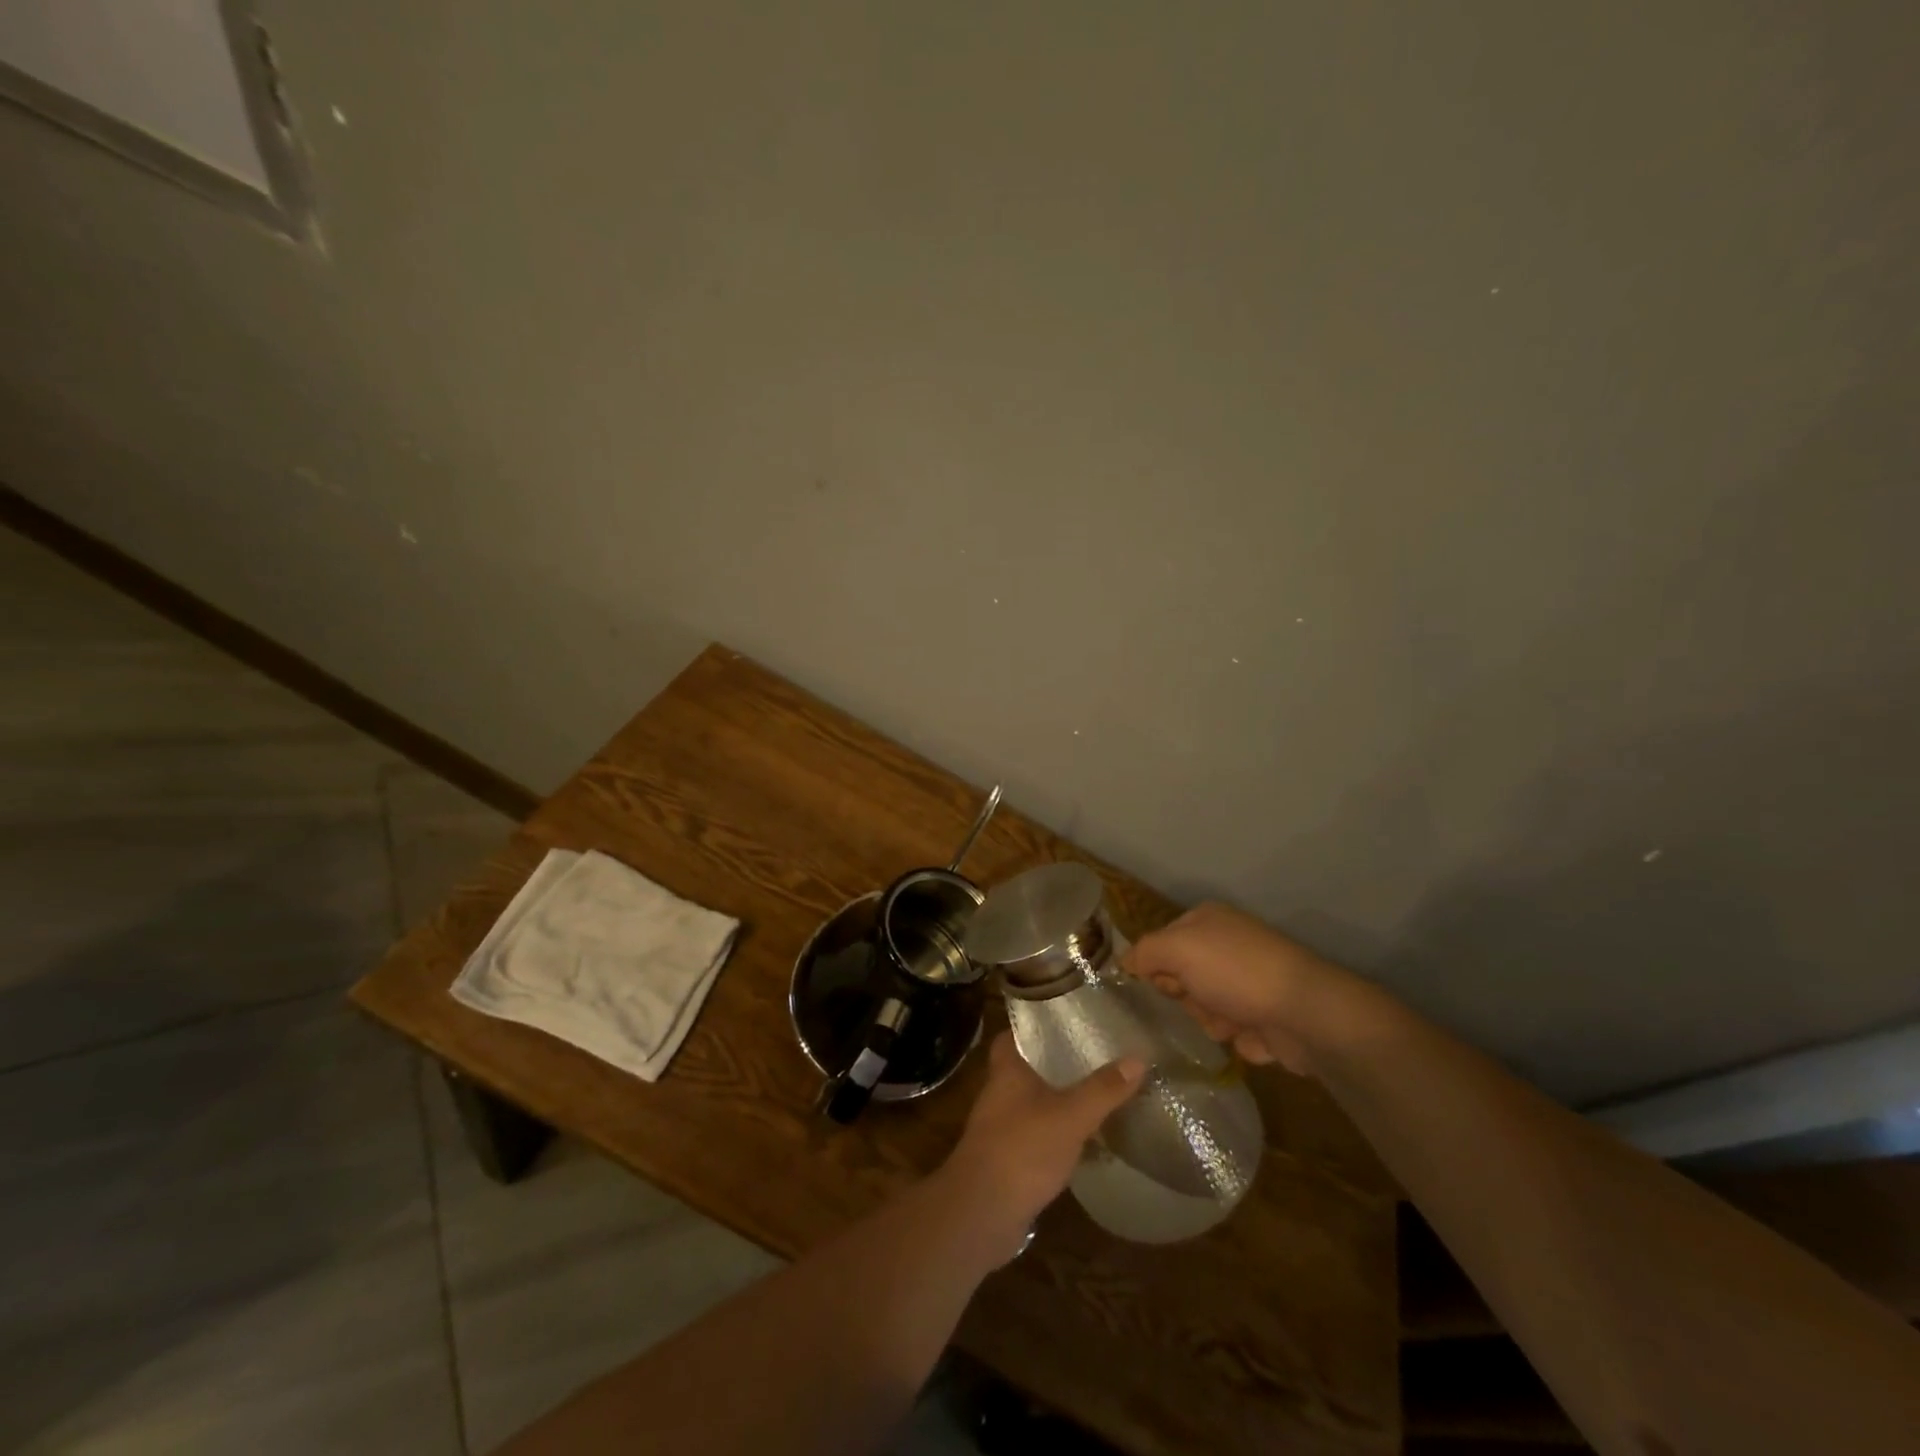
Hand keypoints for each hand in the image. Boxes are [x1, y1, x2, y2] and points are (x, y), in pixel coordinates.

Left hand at [940, 1033, 1144, 1257]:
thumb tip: (1138, 1057)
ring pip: (1031, 1103)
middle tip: (1090, 1056)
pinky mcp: (1007, 1160)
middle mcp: (998, 1094)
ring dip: (1056, 1100)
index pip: (1011, 1035)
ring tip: (1093, 1094)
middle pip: (1025, 1068)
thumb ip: (1102, 1089)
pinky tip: (1082, 1141)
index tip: (1062, 1019)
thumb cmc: (1022, 1149)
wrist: (982, 1213)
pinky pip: (1034, 1136)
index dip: (1032, 1025)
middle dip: (1053, 1063)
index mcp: (1006, 1071)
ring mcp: (1000, 1128)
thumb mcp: (1070, 1116)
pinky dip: (1054, 1134)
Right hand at [1124, 902, 1350, 1076]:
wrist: (1305, 1013)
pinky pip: (1230, 1031)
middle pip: (1180, 977)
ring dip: (1210, 1021)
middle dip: (1184, 997)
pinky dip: (1236, 1038)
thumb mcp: (1177, 949)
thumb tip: (1125, 963)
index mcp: (1207, 920)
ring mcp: (1247, 981)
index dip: (1155, 966)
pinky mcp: (1264, 1015)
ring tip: (1229, 1024)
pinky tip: (1250, 1037)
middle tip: (1197, 1003)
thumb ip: (1144, 952)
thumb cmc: (1236, 971)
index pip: (1160, 942)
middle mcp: (1226, 945)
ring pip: (1202, 1007)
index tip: (1160, 985)